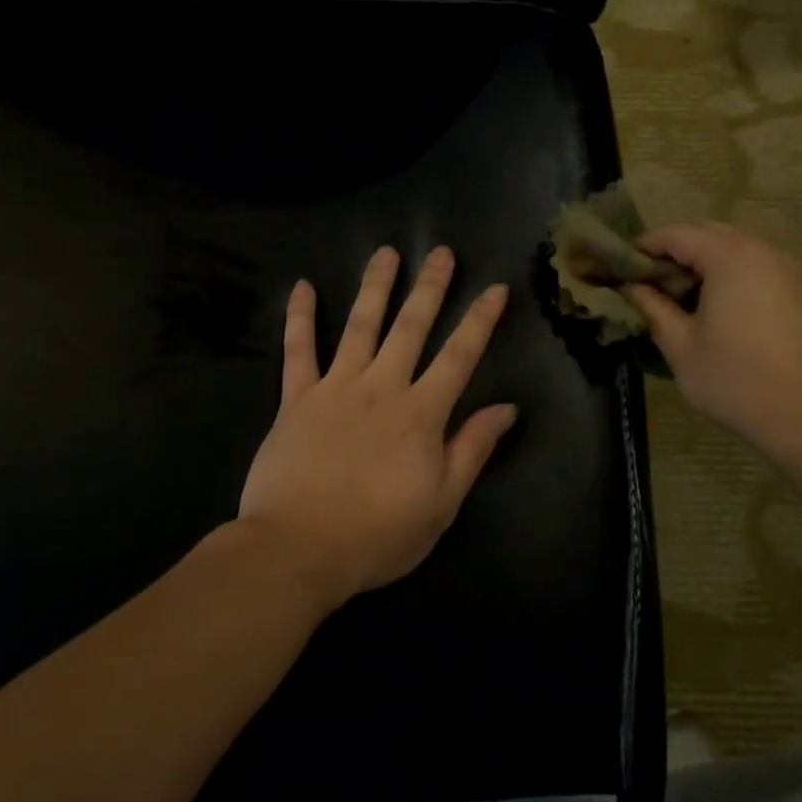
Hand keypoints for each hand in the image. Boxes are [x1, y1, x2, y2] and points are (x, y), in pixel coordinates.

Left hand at [239, 246, 517, 612]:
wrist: (300, 548)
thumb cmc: (378, 534)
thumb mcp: (442, 503)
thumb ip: (472, 449)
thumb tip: (506, 408)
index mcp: (421, 414)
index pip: (459, 356)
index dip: (480, 320)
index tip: (494, 288)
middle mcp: (382, 387)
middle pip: (410, 327)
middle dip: (429, 288)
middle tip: (440, 252)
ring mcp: (335, 388)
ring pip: (359, 326)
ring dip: (374, 287)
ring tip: (385, 253)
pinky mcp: (295, 399)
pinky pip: (297, 350)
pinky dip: (299, 317)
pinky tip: (301, 286)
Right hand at [622, 223, 801, 462]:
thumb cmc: (734, 379)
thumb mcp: (680, 345)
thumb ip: (652, 307)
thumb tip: (628, 286)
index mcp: (729, 257)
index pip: (676, 235)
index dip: (644, 247)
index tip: (620, 267)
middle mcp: (763, 251)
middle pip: (709, 235)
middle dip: (676, 253)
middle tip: (650, 284)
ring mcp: (790, 269)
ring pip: (737, 250)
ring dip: (706, 264)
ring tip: (682, 299)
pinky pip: (759, 268)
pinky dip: (733, 277)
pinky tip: (720, 311)